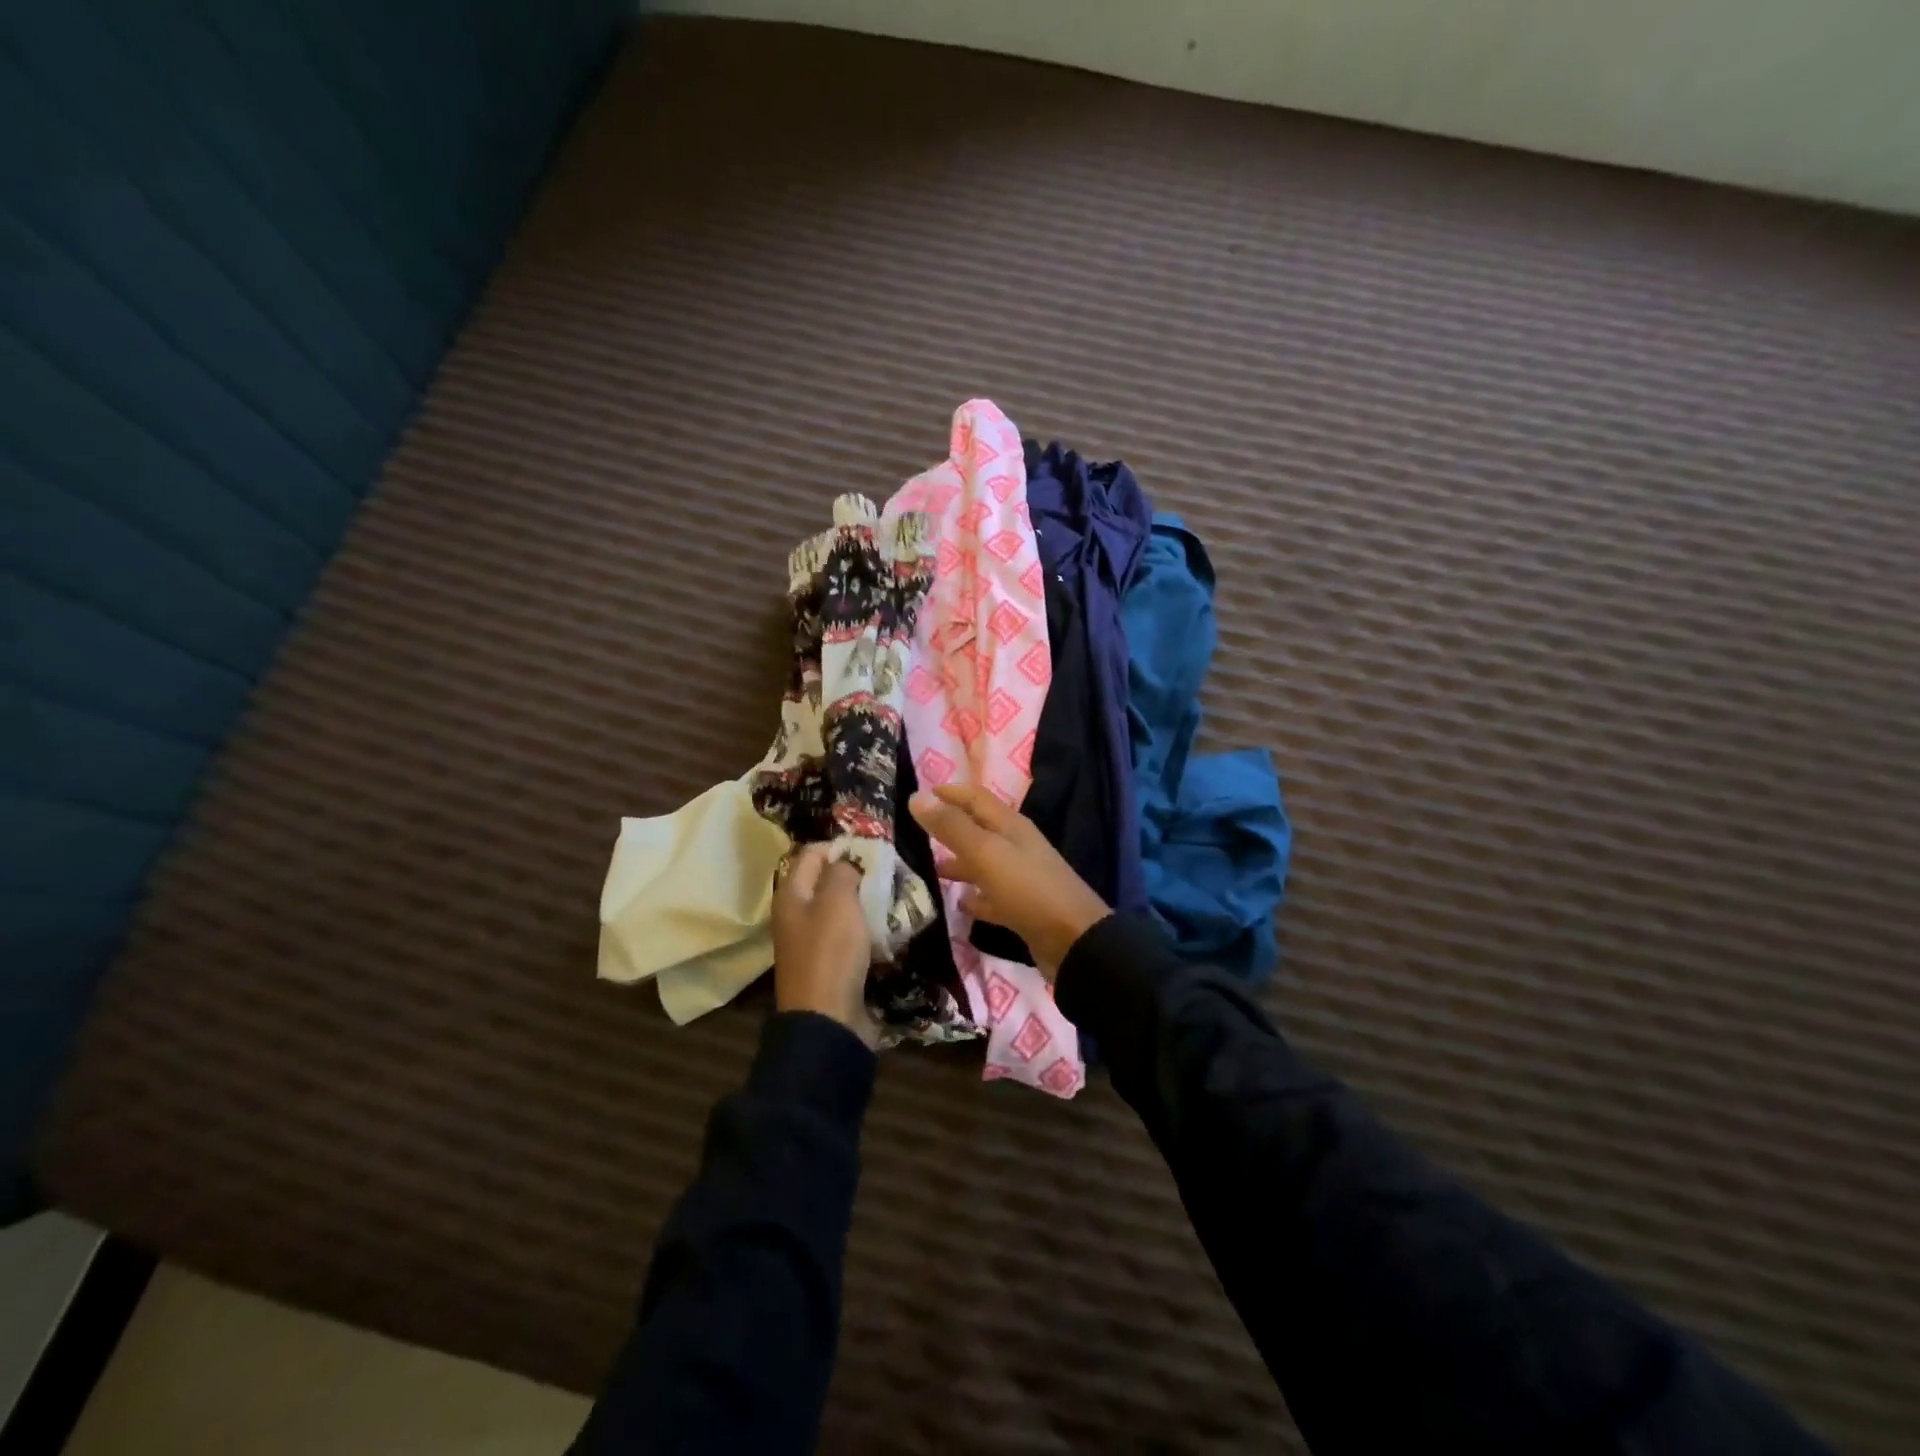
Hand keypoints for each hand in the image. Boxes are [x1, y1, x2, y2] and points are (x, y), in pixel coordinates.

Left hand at [771, 844, 877, 1045]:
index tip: (873, 847)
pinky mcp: (831, 963)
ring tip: (895, 895)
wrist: (828, 1020)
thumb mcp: (837, 901)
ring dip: (866, 901)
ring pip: (842, 908)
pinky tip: (890, 926)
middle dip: (858, 873)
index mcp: (791, 894)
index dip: (840, 845)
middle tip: (889, 871)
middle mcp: (797, 914)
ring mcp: (813, 941)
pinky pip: (851, 935)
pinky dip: (868, 928)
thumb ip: (842, 872)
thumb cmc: (830, 952)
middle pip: (827, 880)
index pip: (812, 853)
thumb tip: (848, 861)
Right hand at [909, 785, 1109, 978]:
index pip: (976, 798)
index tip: (920, 795)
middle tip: (915, 833)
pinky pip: (992, 896)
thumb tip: (916, 797)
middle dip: (949, 828)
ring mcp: (1021, 878)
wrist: (1074, 942)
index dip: (950, 793)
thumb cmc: (1028, 889)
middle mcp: (1016, 846)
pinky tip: (958, 903)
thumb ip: (952, 827)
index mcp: (1010, 826)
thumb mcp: (986, 853)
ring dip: (958, 863)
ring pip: (983, 863)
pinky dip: (975, 897)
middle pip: (979, 829)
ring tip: (928, 868)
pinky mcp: (1022, 909)